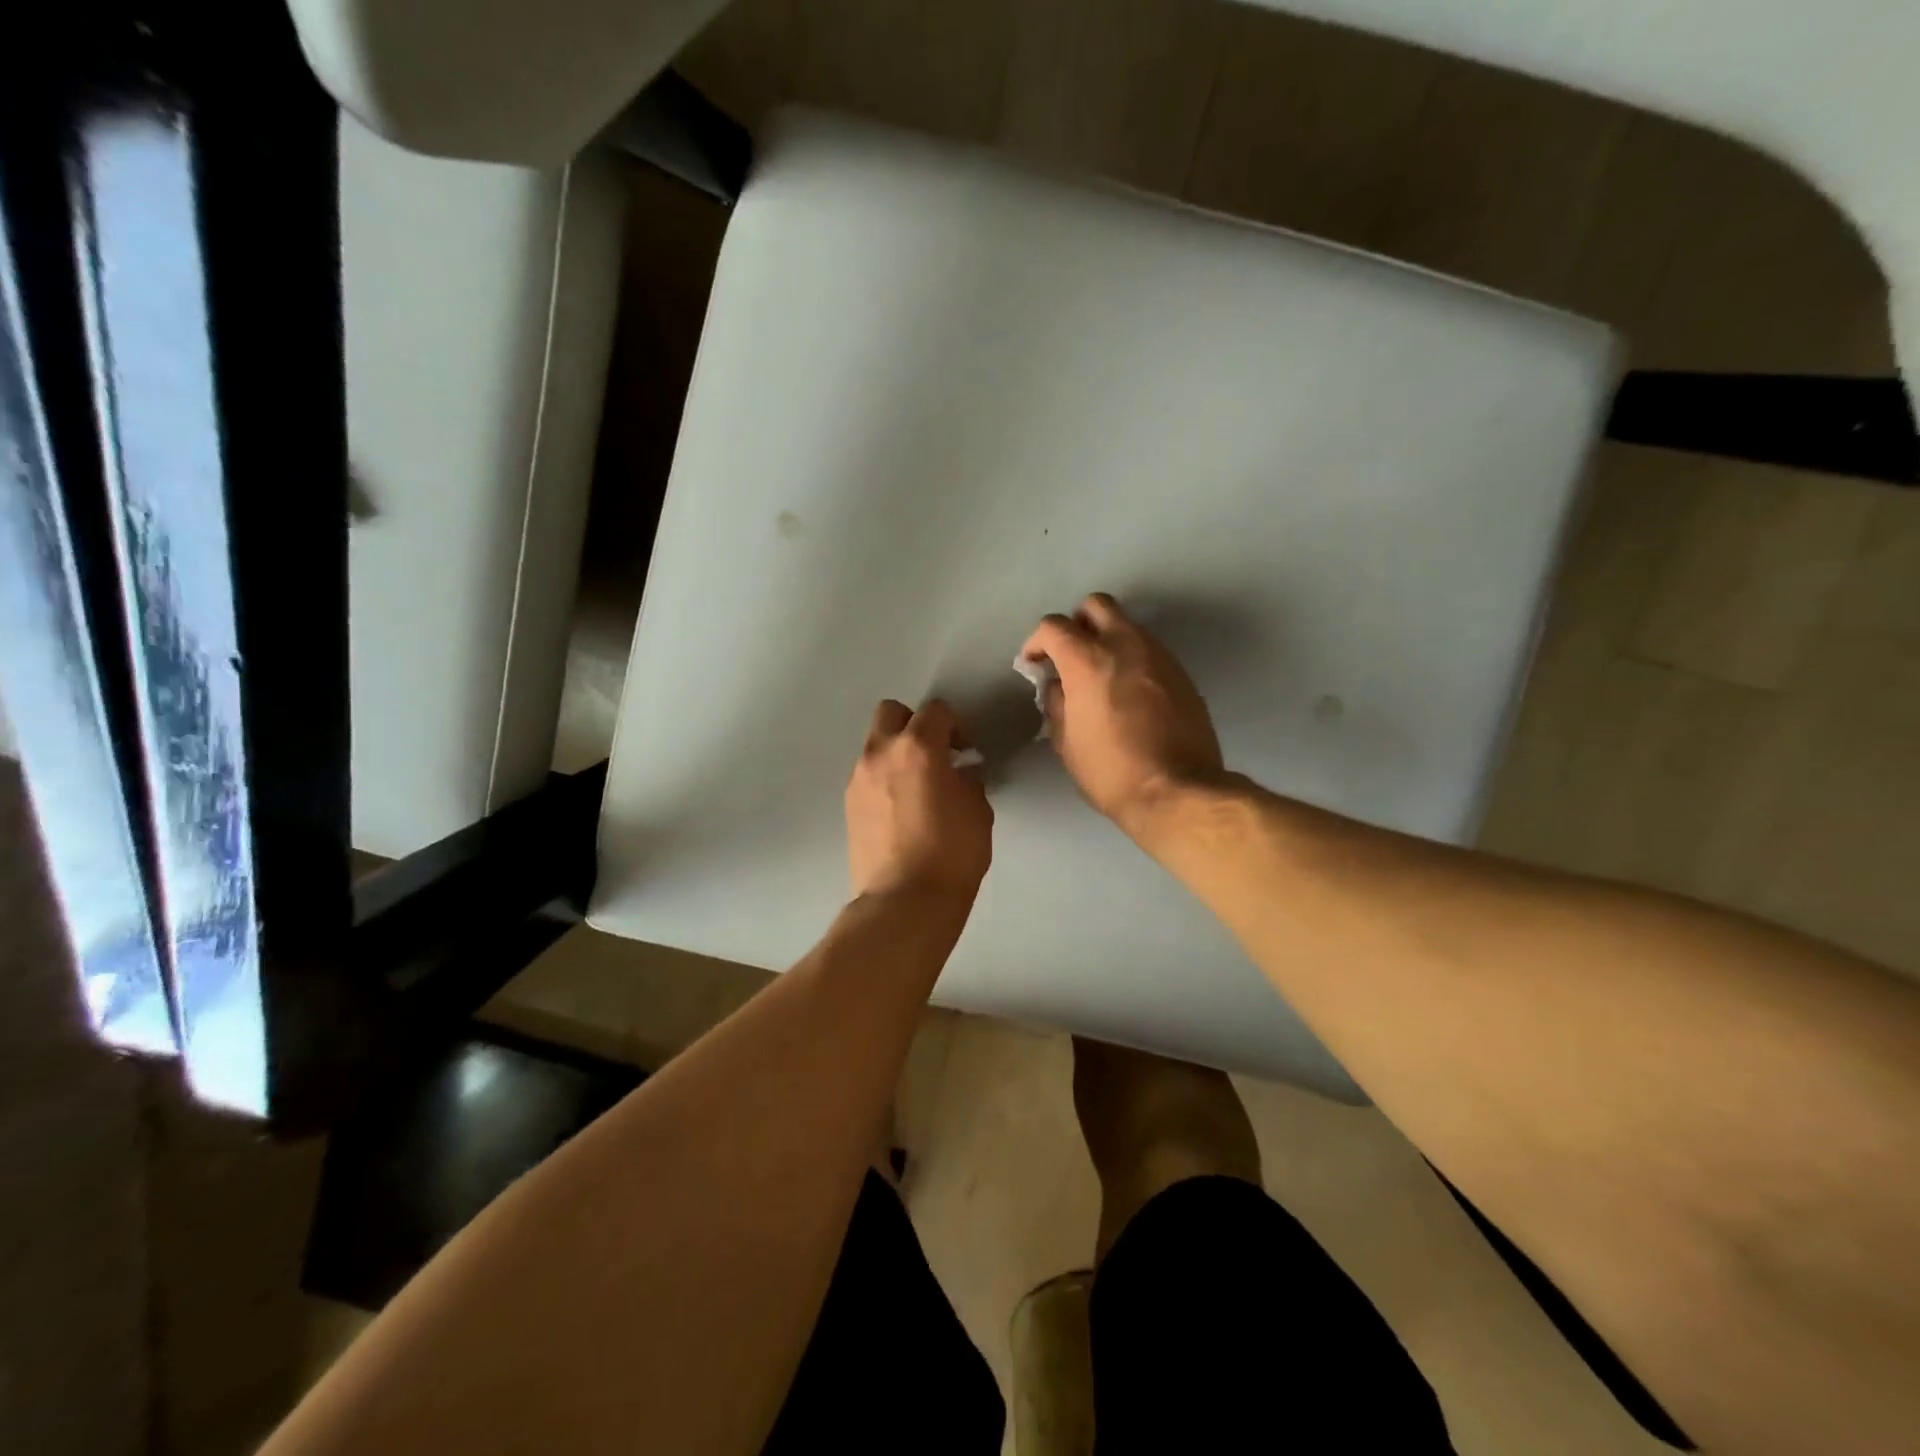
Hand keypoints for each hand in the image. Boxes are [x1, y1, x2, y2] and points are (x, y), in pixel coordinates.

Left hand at [846, 698, 992, 902]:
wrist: (904, 900)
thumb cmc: (952, 852)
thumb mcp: (977, 810)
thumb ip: (967, 779)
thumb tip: (958, 772)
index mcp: (917, 747)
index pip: (935, 710)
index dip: (955, 724)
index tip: (965, 749)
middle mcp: (881, 753)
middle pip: (891, 712)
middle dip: (914, 724)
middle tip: (934, 753)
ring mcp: (858, 778)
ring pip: (875, 745)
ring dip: (896, 753)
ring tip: (916, 787)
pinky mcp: (848, 805)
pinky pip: (867, 775)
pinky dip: (883, 779)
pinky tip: (900, 809)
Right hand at [1020, 593, 1224, 834]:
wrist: (1178, 790)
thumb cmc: (1111, 771)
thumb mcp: (1066, 742)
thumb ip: (1056, 703)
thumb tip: (1058, 685)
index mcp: (1087, 660)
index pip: (1053, 626)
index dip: (1036, 642)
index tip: (1035, 664)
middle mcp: (1125, 644)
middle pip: (1096, 605)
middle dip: (1077, 623)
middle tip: (1071, 655)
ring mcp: (1158, 655)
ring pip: (1128, 625)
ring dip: (1108, 639)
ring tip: (1102, 676)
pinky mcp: (1181, 672)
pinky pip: (1149, 650)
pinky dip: (1133, 659)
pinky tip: (1130, 692)